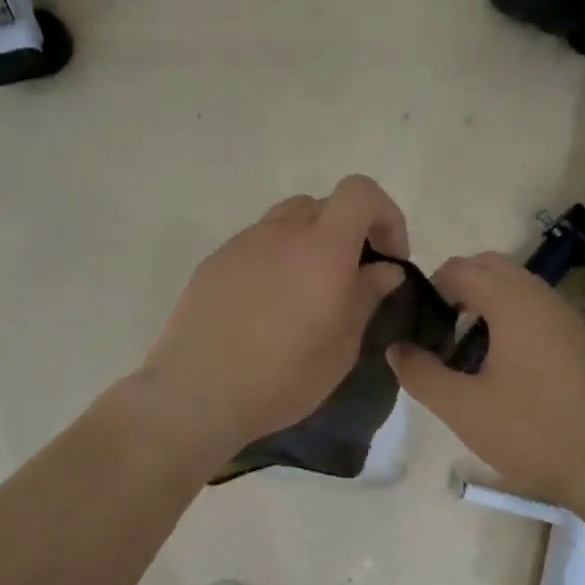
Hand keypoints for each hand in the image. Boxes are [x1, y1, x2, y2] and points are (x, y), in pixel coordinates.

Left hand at [133, 176, 409, 460]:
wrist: (197, 392)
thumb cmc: (281, 377)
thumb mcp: (340, 348)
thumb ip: (366, 298)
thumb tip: (384, 269)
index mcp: (322, 248)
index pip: (360, 192)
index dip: (384, 215)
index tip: (388, 258)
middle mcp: (281, 232)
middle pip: (324, 205)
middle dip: (348, 232)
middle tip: (351, 279)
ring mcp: (242, 244)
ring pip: (286, 222)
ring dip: (309, 243)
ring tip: (307, 291)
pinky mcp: (214, 262)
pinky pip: (256, 244)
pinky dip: (275, 259)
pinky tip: (267, 305)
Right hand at [387, 252, 584, 509]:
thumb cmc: (529, 433)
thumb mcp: (460, 408)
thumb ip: (420, 373)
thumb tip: (396, 348)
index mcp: (514, 305)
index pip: (460, 268)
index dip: (430, 289)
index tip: (417, 326)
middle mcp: (542, 298)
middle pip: (489, 266)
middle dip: (456, 288)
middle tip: (437, 332)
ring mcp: (565, 317)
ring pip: (513, 285)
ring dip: (482, 301)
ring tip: (462, 349)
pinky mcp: (576, 339)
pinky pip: (533, 306)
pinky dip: (507, 315)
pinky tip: (497, 363)